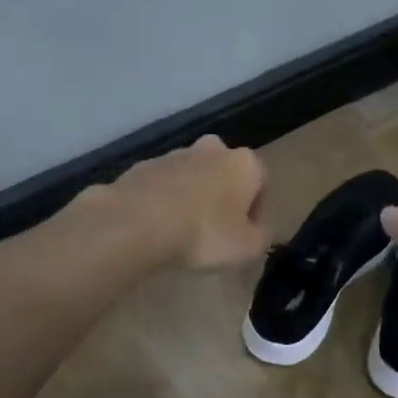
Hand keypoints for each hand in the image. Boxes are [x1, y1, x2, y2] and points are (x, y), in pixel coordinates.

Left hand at [100, 134, 268, 271]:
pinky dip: (164, 201)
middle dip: (224, 196)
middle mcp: (212, 149)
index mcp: (244, 163)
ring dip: (193, 196)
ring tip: (183, 231)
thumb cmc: (204, 234)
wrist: (136, 223)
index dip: (256, 212)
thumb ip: (261, 237)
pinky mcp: (141, 166)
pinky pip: (162, 185)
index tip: (245, 235)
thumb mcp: (247, 248)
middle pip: (225, 172)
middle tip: (216, 228)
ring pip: (192, 176)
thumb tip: (258, 231)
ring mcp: (173, 154)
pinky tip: (157, 226)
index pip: (262, 183)